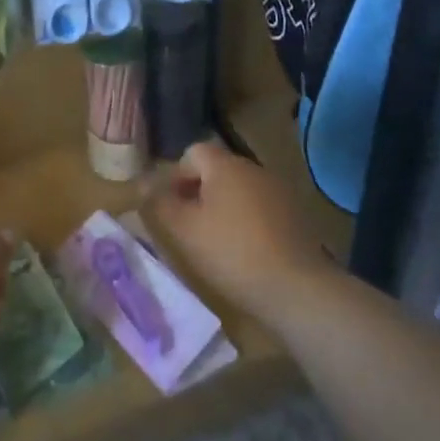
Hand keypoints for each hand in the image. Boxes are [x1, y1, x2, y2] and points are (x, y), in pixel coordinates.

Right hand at [154, 141, 330, 323]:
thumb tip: (143, 183)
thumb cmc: (231, 252)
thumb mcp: (184, 230)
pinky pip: (259, 207)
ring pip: (238, 190)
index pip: (192, 152)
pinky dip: (245, 220)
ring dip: (222, 207)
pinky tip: (243, 250)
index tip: (169, 206)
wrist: (297, 288)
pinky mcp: (295, 215)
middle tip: (187, 225)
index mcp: (225, 165)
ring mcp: (278, 191)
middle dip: (197, 192)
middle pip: (216, 170)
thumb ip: (160, 203)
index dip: (175, 175)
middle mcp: (253, 168)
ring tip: (213, 240)